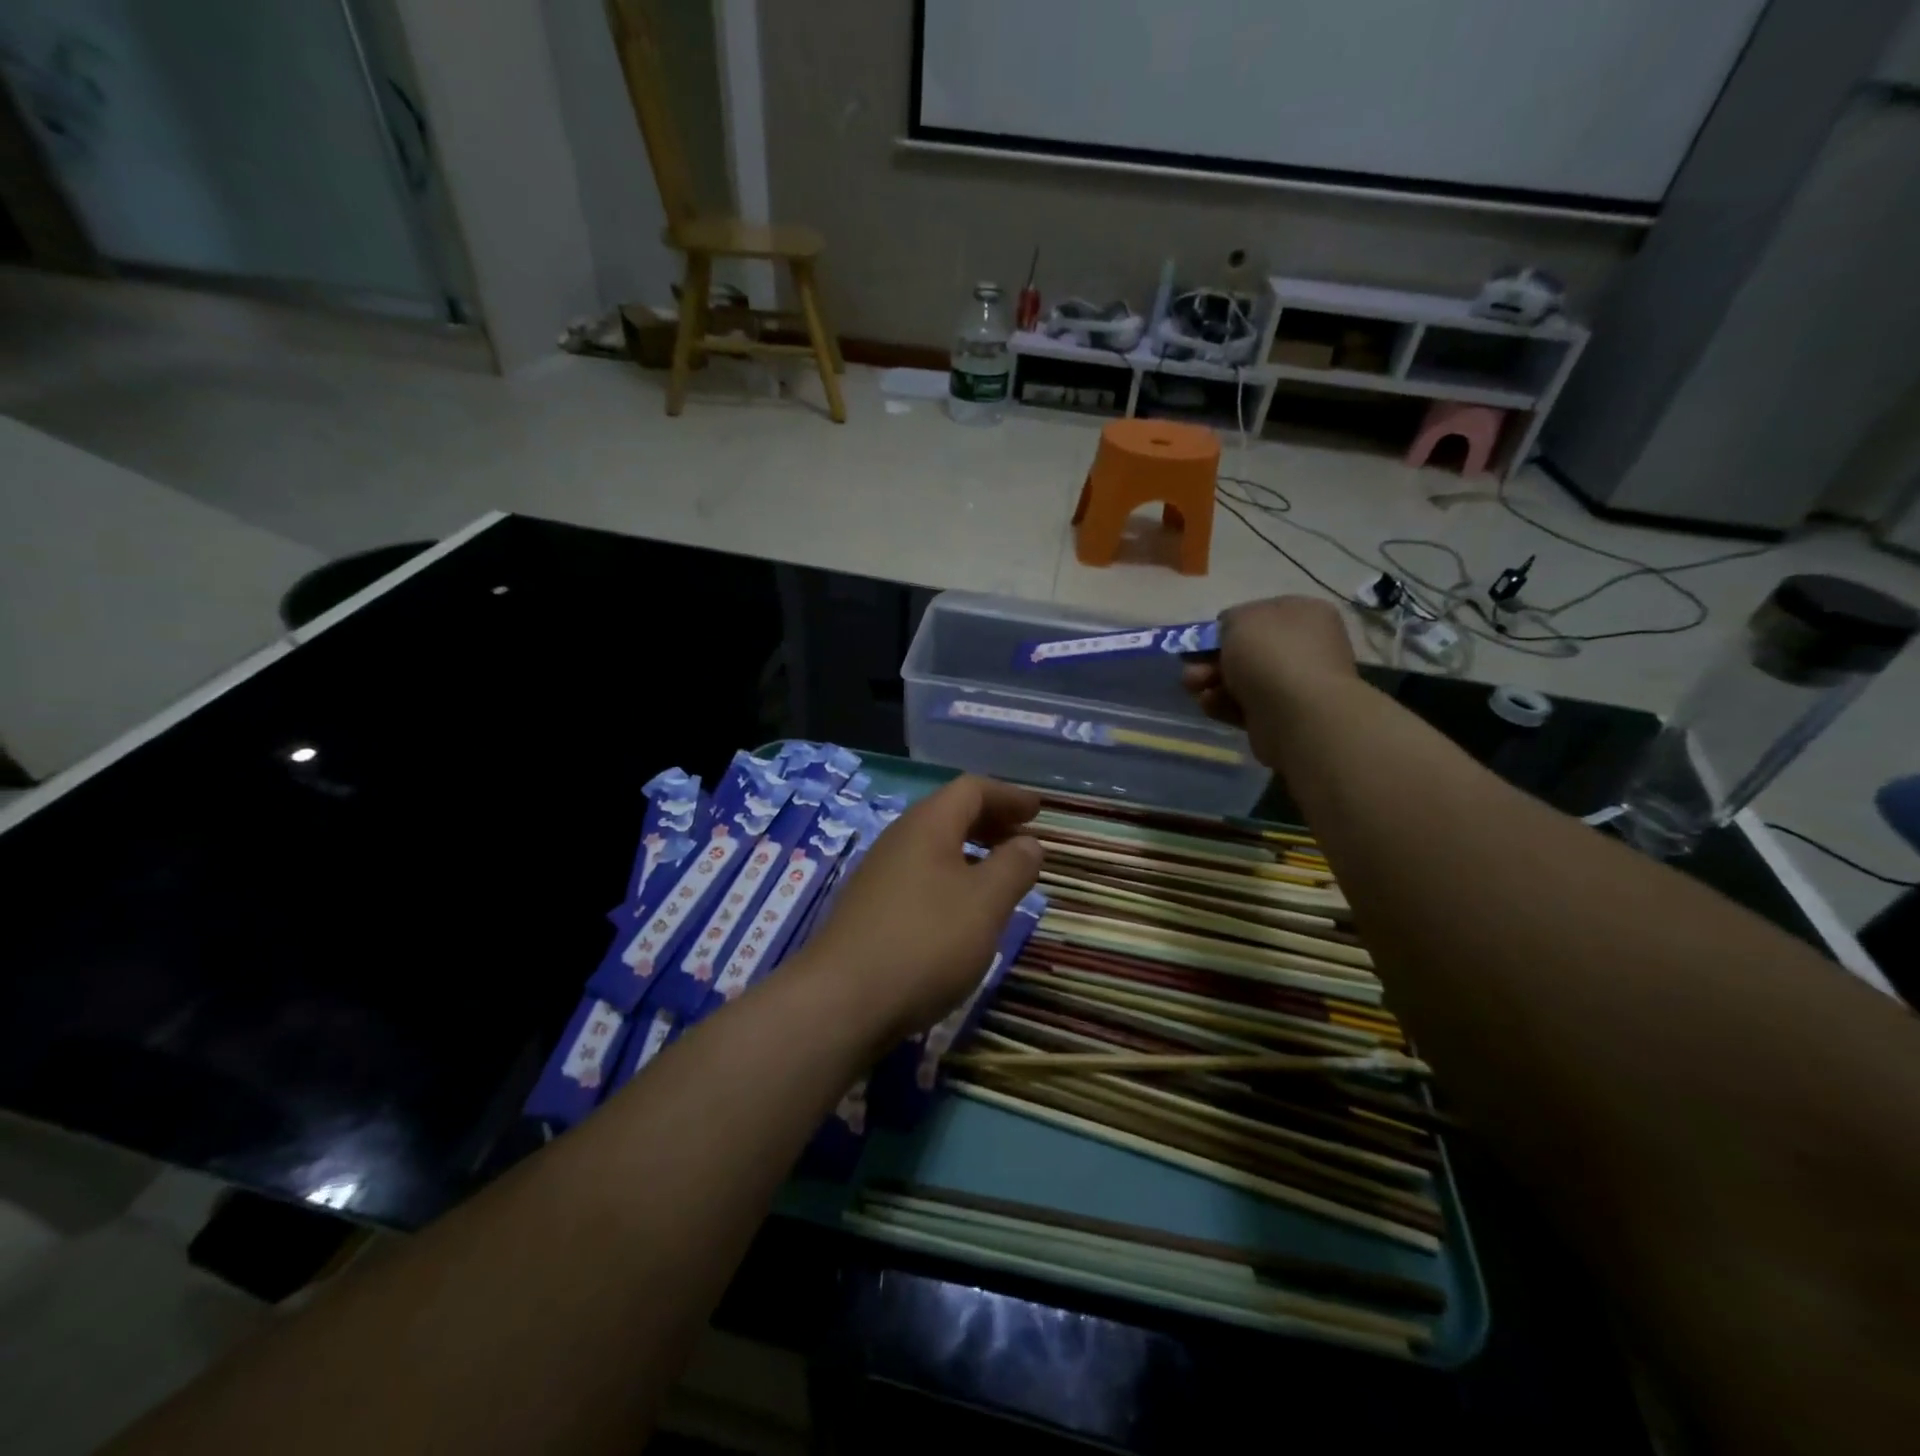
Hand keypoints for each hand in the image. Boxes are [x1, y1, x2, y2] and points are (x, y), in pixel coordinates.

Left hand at [801, 776, 1042, 1043]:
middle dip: (989, 822)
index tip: (1037, 811)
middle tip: (1022, 841)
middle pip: (949, 814)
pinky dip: (949, 880)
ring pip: (932, 848)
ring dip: (969, 853)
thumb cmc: (925, 941)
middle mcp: (898, 840)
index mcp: (927, 825)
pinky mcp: (868, 910)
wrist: (840, 1002)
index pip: (971, 789)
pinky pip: (919, 877)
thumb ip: (1013, 867)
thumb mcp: (985, 902)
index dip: (1007, 795)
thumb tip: (1028, 842)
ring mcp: (877, 876)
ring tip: (998, 878)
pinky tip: (959, 914)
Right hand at [1183, 596, 1357, 765]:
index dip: (1227, 626)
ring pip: (1242, 679)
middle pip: (1247, 650)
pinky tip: (1210, 705)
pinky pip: (1246, 705)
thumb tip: (1229, 632)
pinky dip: (1224, 704)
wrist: (1297, 713)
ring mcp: (1295, 683)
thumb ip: (1229, 620)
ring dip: (1211, 682)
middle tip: (1190, 668)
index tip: (1200, 640)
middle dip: (1211, 659)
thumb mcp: (1240, 619)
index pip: (1259, 614)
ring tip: (1194, 688)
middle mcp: (1304, 646)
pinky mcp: (1282, 716)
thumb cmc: (1270, 654)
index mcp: (1304, 613)